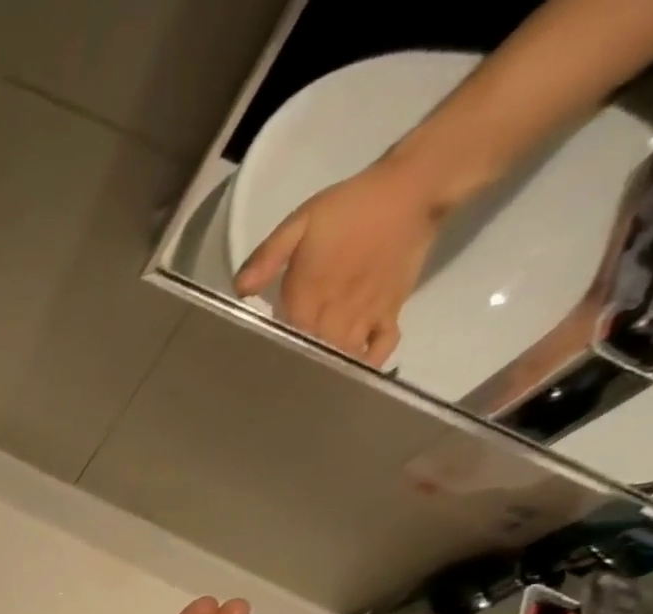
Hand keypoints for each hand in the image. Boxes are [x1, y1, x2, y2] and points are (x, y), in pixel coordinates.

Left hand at [233, 158, 446, 366]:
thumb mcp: (299, 224)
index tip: (259, 369)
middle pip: (313, 358)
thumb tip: (240, 290)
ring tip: (312, 385)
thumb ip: (267, 257)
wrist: (413, 189)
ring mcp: (366, 317)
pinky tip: (353, 368)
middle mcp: (336, 316)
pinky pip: (381, 347)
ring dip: (329, 372)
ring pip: (343, 358)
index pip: (284, 344)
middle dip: (298, 373)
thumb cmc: (349, 208)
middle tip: (283, 383)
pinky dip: (368, 363)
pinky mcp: (391, 312)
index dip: (271, 360)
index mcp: (308, 300)